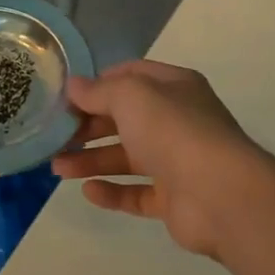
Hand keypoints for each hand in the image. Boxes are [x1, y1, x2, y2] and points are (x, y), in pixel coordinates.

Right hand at [52, 59, 268, 259]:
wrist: (220, 194)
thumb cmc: (174, 131)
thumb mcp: (131, 96)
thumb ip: (99, 91)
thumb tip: (73, 86)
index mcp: (174, 88)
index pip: (131, 76)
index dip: (98, 83)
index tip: (66, 96)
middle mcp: (177, 121)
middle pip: (124, 119)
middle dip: (88, 126)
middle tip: (54, 136)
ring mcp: (176, 162)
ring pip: (126, 157)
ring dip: (91, 160)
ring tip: (57, 168)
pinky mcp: (173, 199)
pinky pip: (136, 193)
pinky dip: (112, 192)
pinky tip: (88, 192)